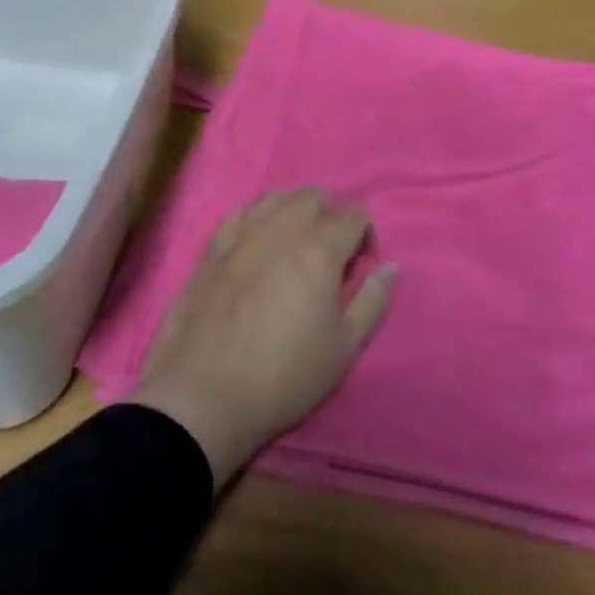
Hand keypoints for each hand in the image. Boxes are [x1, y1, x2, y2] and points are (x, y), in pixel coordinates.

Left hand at [127, 187, 395, 486]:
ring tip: (295, 244)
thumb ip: (373, 301)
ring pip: (275, 198)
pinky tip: (256, 244)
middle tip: (331, 254)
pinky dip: (257, 219)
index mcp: (319, 249)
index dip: (366, 235)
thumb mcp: (345, 348)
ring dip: (294, 211)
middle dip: (331, 216)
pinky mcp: (210, 250)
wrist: (204, 398)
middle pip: (313, 196)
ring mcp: (240, 236)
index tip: (363, 266)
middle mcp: (280, 230)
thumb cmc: (285, 376)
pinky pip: (239, 214)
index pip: (353, 215)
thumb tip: (391, 268)